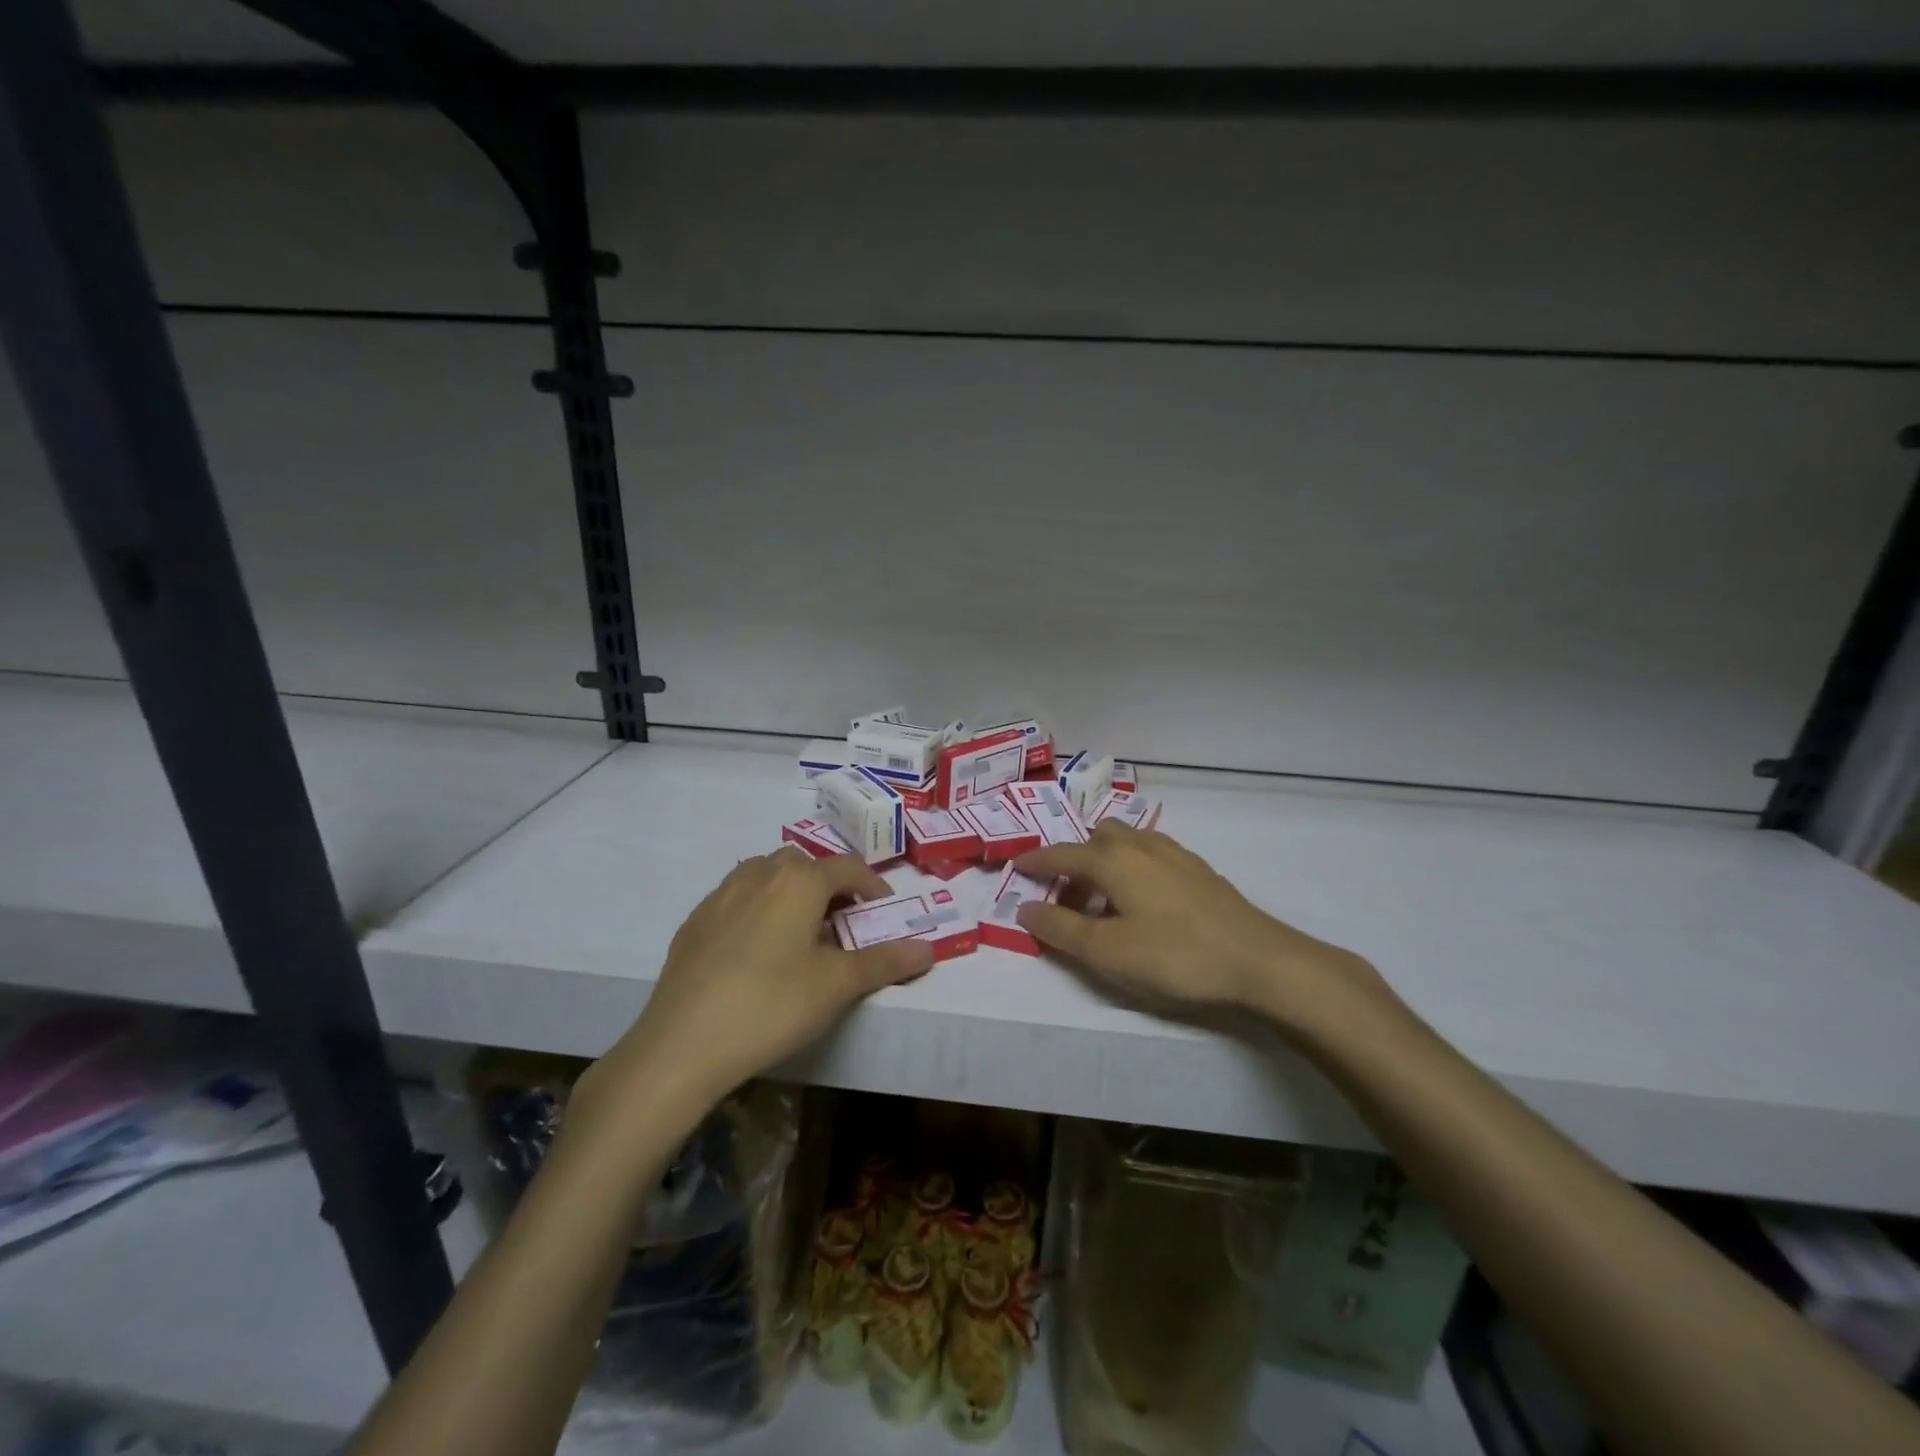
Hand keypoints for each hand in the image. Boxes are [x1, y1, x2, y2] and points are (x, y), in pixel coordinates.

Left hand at [583, 850, 933, 1118]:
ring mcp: (721, 895)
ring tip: (799, 930)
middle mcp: (760, 874)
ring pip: (766, 874)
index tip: (883, 910)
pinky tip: (755, 949)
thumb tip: (929, 948)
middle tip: (841, 922)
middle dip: (829, 885)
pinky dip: (757, 907)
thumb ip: (885, 962)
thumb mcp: (838, 986)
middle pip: (804, 864)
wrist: (682, 1044)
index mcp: (800, 881)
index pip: (847, 867)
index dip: (871, 885)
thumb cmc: (772, 1005)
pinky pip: (736, 897)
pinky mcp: (695, 921)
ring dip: (790, 890)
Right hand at [1013, 822, 1396, 1040]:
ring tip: (1102, 900)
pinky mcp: (1200, 871)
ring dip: (1104, 861)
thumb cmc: (1175, 956)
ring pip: (1127, 842)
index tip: (1015, 868)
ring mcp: (1175, 854)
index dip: (1035, 862)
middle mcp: (1141, 846)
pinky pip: (1151, 854)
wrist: (1260, 961)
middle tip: (1065, 897)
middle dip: (1073, 860)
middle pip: (1096, 838)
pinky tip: (1143, 900)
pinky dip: (1132, 867)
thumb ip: (1061, 930)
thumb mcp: (1107, 952)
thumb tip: (1024, 910)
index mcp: (1112, 860)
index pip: (1061, 854)